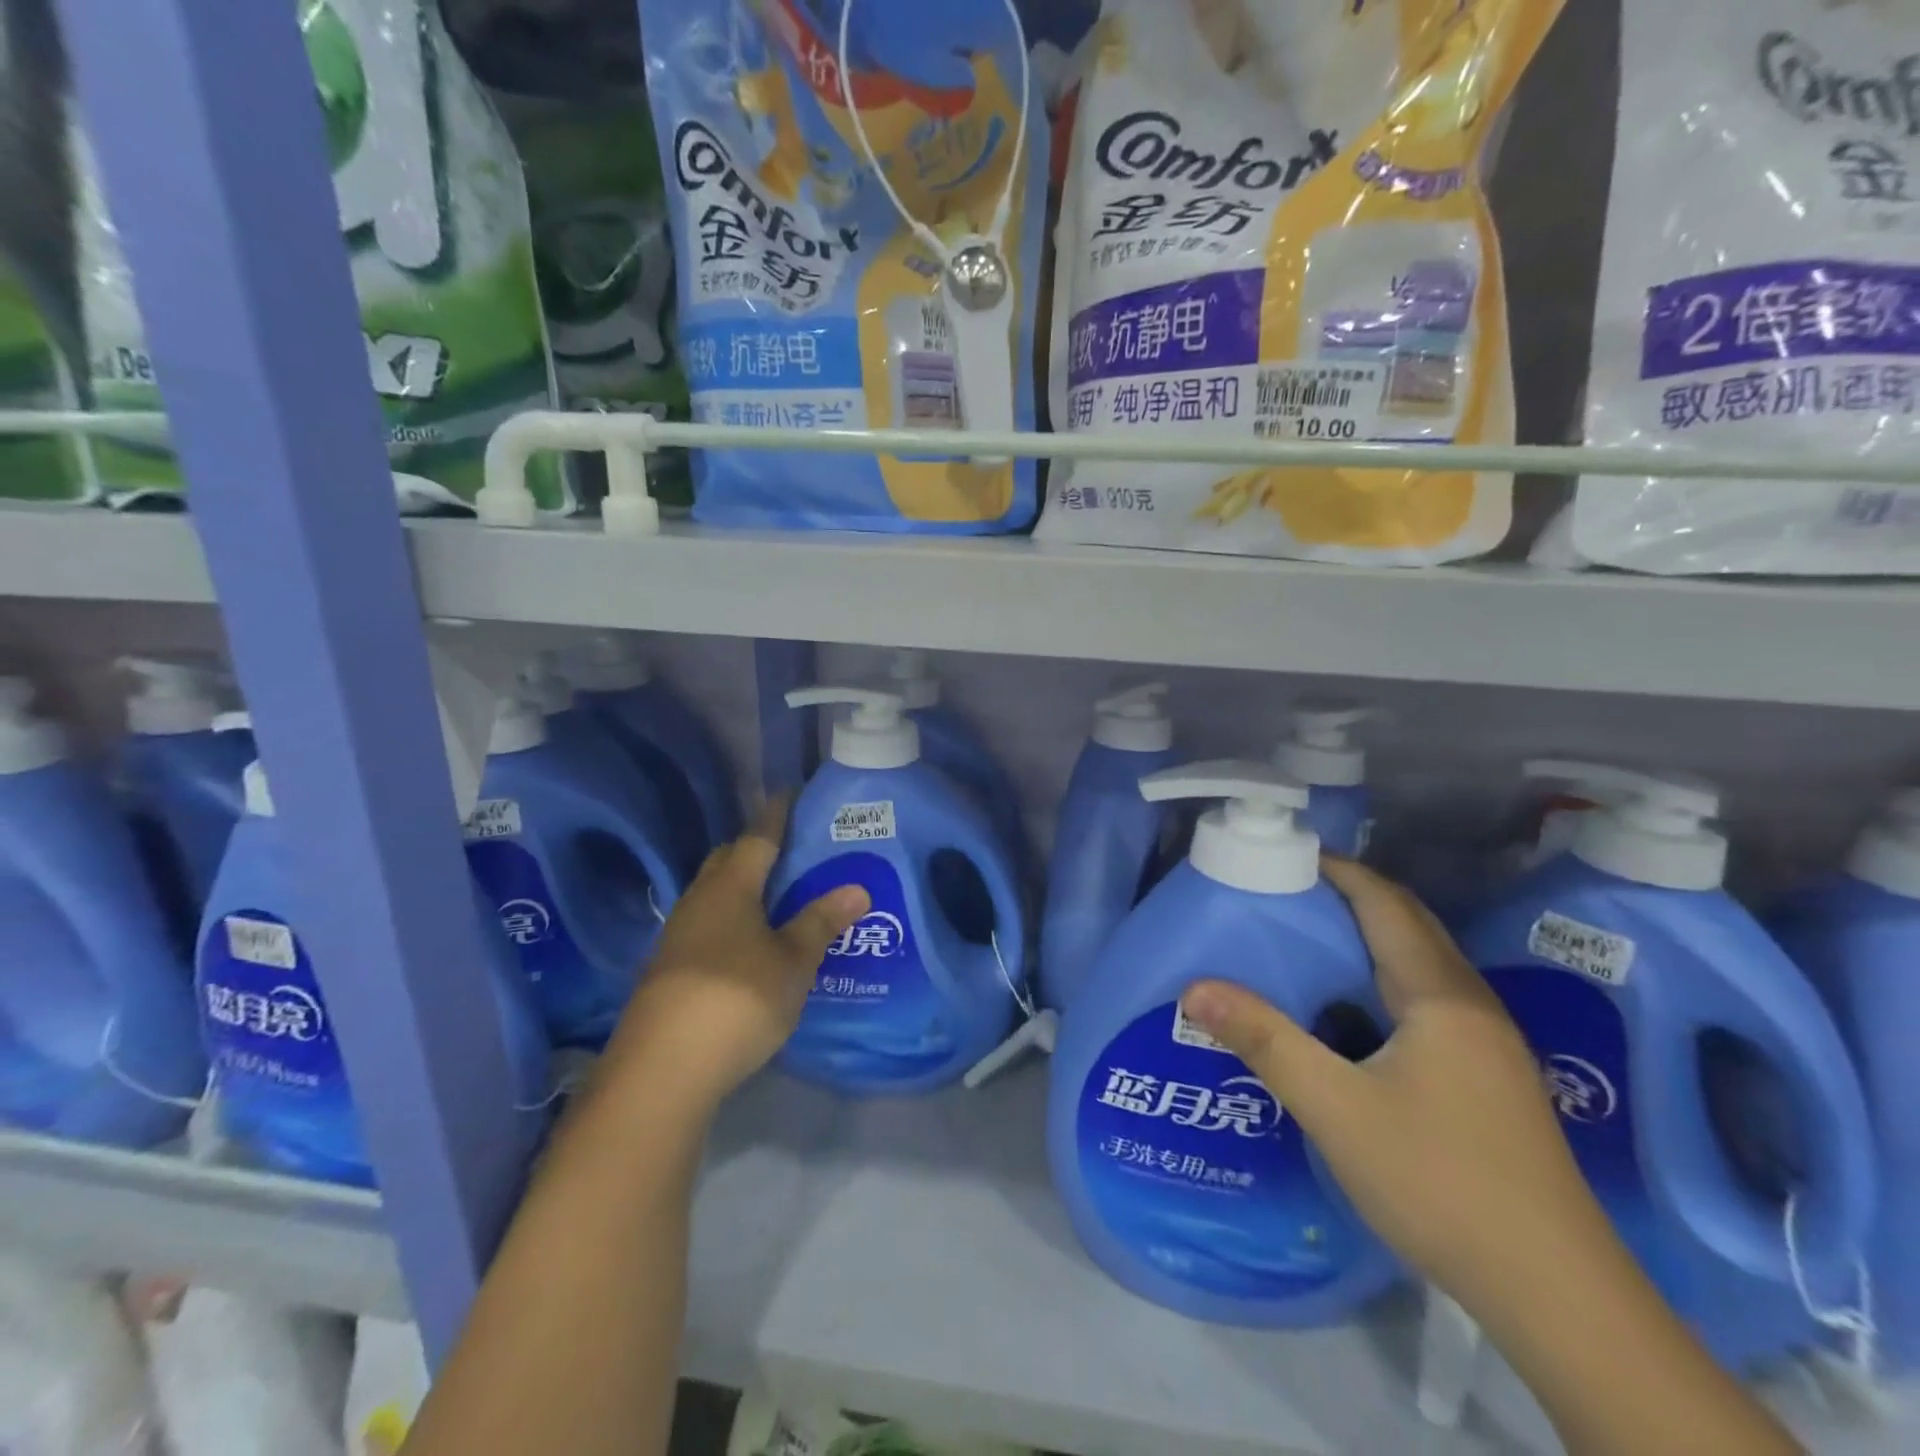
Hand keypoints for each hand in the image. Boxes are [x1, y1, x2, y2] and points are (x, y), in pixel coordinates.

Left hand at [608, 797, 868, 1117]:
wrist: (661, 1070)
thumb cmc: (737, 999)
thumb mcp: (792, 963)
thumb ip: (820, 923)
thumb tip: (856, 888)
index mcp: (730, 888)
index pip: (757, 837)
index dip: (777, 815)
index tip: (792, 794)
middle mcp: (698, 902)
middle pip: (727, 861)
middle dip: (755, 850)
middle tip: (792, 852)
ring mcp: (676, 937)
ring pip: (712, 895)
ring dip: (741, 889)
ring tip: (775, 899)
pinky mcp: (667, 970)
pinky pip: (705, 926)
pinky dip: (729, 922)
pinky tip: (746, 946)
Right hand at [1178, 858, 1611, 1305]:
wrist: (1557, 1294)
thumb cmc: (1441, 1182)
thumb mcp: (1336, 1108)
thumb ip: (1265, 1042)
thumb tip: (1195, 989)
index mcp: (1440, 996)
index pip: (1386, 904)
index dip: (1339, 871)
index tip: (1284, 856)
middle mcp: (1471, 1005)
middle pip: (1409, 924)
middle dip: (1350, 897)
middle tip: (1285, 893)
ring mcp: (1487, 1043)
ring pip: (1421, 963)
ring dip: (1369, 937)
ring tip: (1307, 939)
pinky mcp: (1488, 1077)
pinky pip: (1427, 999)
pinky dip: (1382, 978)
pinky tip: (1351, 1010)